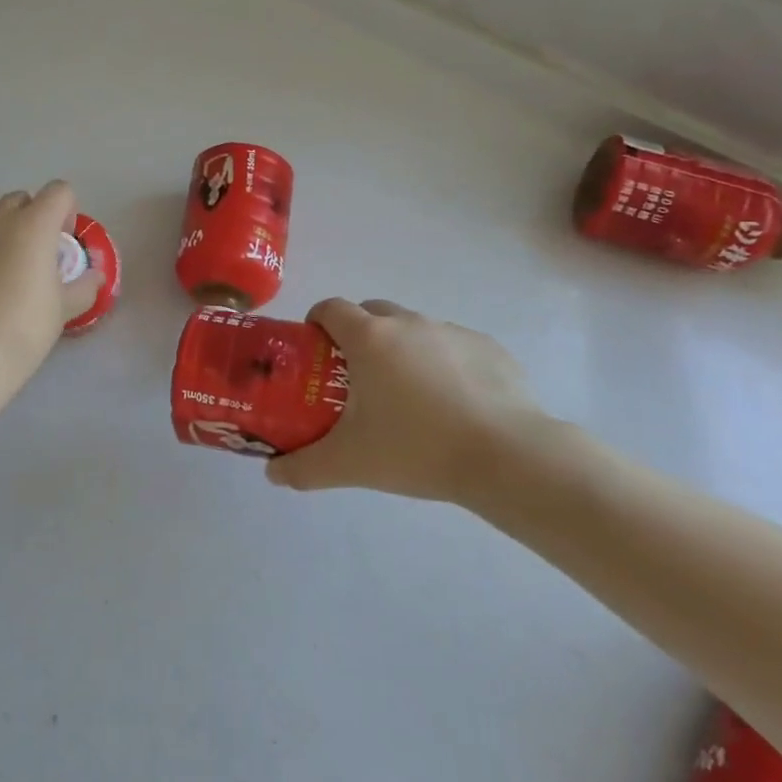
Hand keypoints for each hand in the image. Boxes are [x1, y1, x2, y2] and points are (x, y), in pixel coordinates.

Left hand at [0, 181, 103, 416]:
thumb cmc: (25, 326)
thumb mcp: (64, 310)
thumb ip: (84, 287)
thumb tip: (94, 277)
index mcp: (33, 226)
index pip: (58, 191)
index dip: (66, 210)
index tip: (64, 243)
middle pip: (20, 200)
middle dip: (32, 218)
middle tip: (38, 257)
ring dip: (3, 240)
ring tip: (6, 282)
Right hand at [265, 298, 560, 503]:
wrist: (508, 457)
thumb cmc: (417, 449)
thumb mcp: (349, 464)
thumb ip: (303, 467)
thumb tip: (272, 474)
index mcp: (370, 338)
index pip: (330, 308)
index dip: (317, 322)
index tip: (316, 350)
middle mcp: (409, 323)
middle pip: (372, 312)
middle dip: (358, 334)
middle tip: (358, 377)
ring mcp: (452, 332)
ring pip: (415, 329)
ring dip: (402, 350)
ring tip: (409, 398)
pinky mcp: (490, 348)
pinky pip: (454, 347)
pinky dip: (444, 364)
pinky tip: (455, 406)